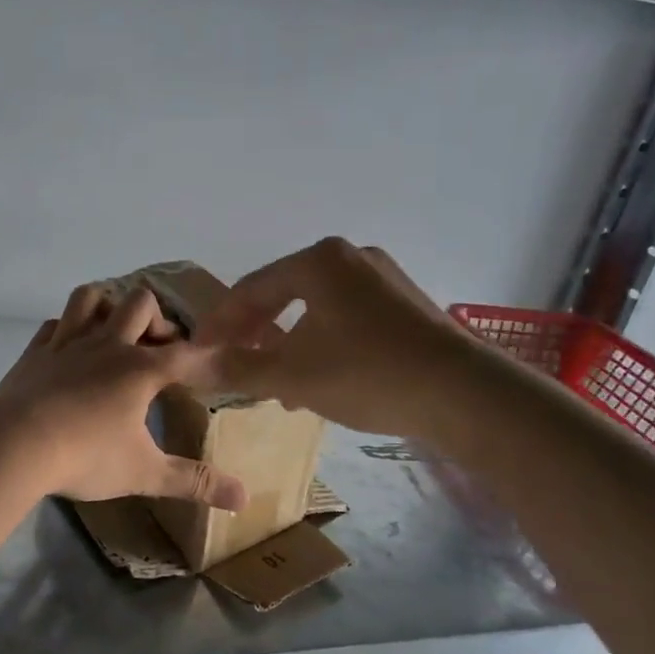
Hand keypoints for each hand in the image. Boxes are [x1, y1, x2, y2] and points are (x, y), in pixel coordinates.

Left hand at [0, 282, 248, 509]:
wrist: (13, 444)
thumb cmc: (85, 456)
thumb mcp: (144, 473)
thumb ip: (193, 482)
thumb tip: (244, 499)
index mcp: (140, 369)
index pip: (187, 355)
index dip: (209, 359)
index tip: (223, 366)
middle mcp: (107, 344)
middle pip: (141, 304)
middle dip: (157, 321)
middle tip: (158, 352)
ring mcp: (67, 342)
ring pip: (91, 297)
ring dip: (108, 307)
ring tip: (115, 334)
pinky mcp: (35, 351)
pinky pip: (55, 322)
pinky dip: (68, 327)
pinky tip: (71, 346)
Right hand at [195, 238, 466, 436]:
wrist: (464, 395)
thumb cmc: (366, 374)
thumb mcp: (291, 375)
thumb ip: (236, 367)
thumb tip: (190, 365)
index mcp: (318, 261)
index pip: (250, 289)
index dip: (219, 324)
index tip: (199, 352)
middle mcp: (350, 257)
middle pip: (283, 294)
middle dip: (254, 333)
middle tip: (233, 363)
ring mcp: (383, 278)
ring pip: (315, 308)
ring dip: (287, 343)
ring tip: (272, 380)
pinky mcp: (406, 303)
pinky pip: (346, 317)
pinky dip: (321, 342)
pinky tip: (318, 378)